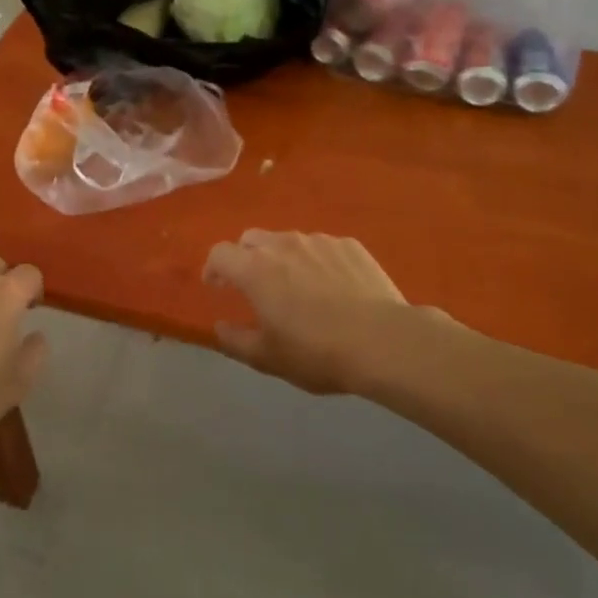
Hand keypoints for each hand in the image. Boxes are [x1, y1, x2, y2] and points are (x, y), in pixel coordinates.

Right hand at [203, 230, 411, 393]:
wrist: (383, 341)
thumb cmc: (317, 352)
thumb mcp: (268, 358)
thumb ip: (236, 341)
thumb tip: (219, 327)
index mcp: (254, 269)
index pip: (220, 253)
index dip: (213, 268)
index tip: (216, 286)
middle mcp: (283, 245)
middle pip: (252, 238)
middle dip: (245, 257)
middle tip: (254, 285)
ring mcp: (319, 241)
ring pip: (288, 240)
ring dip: (282, 257)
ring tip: (296, 285)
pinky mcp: (349, 245)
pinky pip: (322, 247)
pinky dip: (316, 261)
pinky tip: (332, 286)